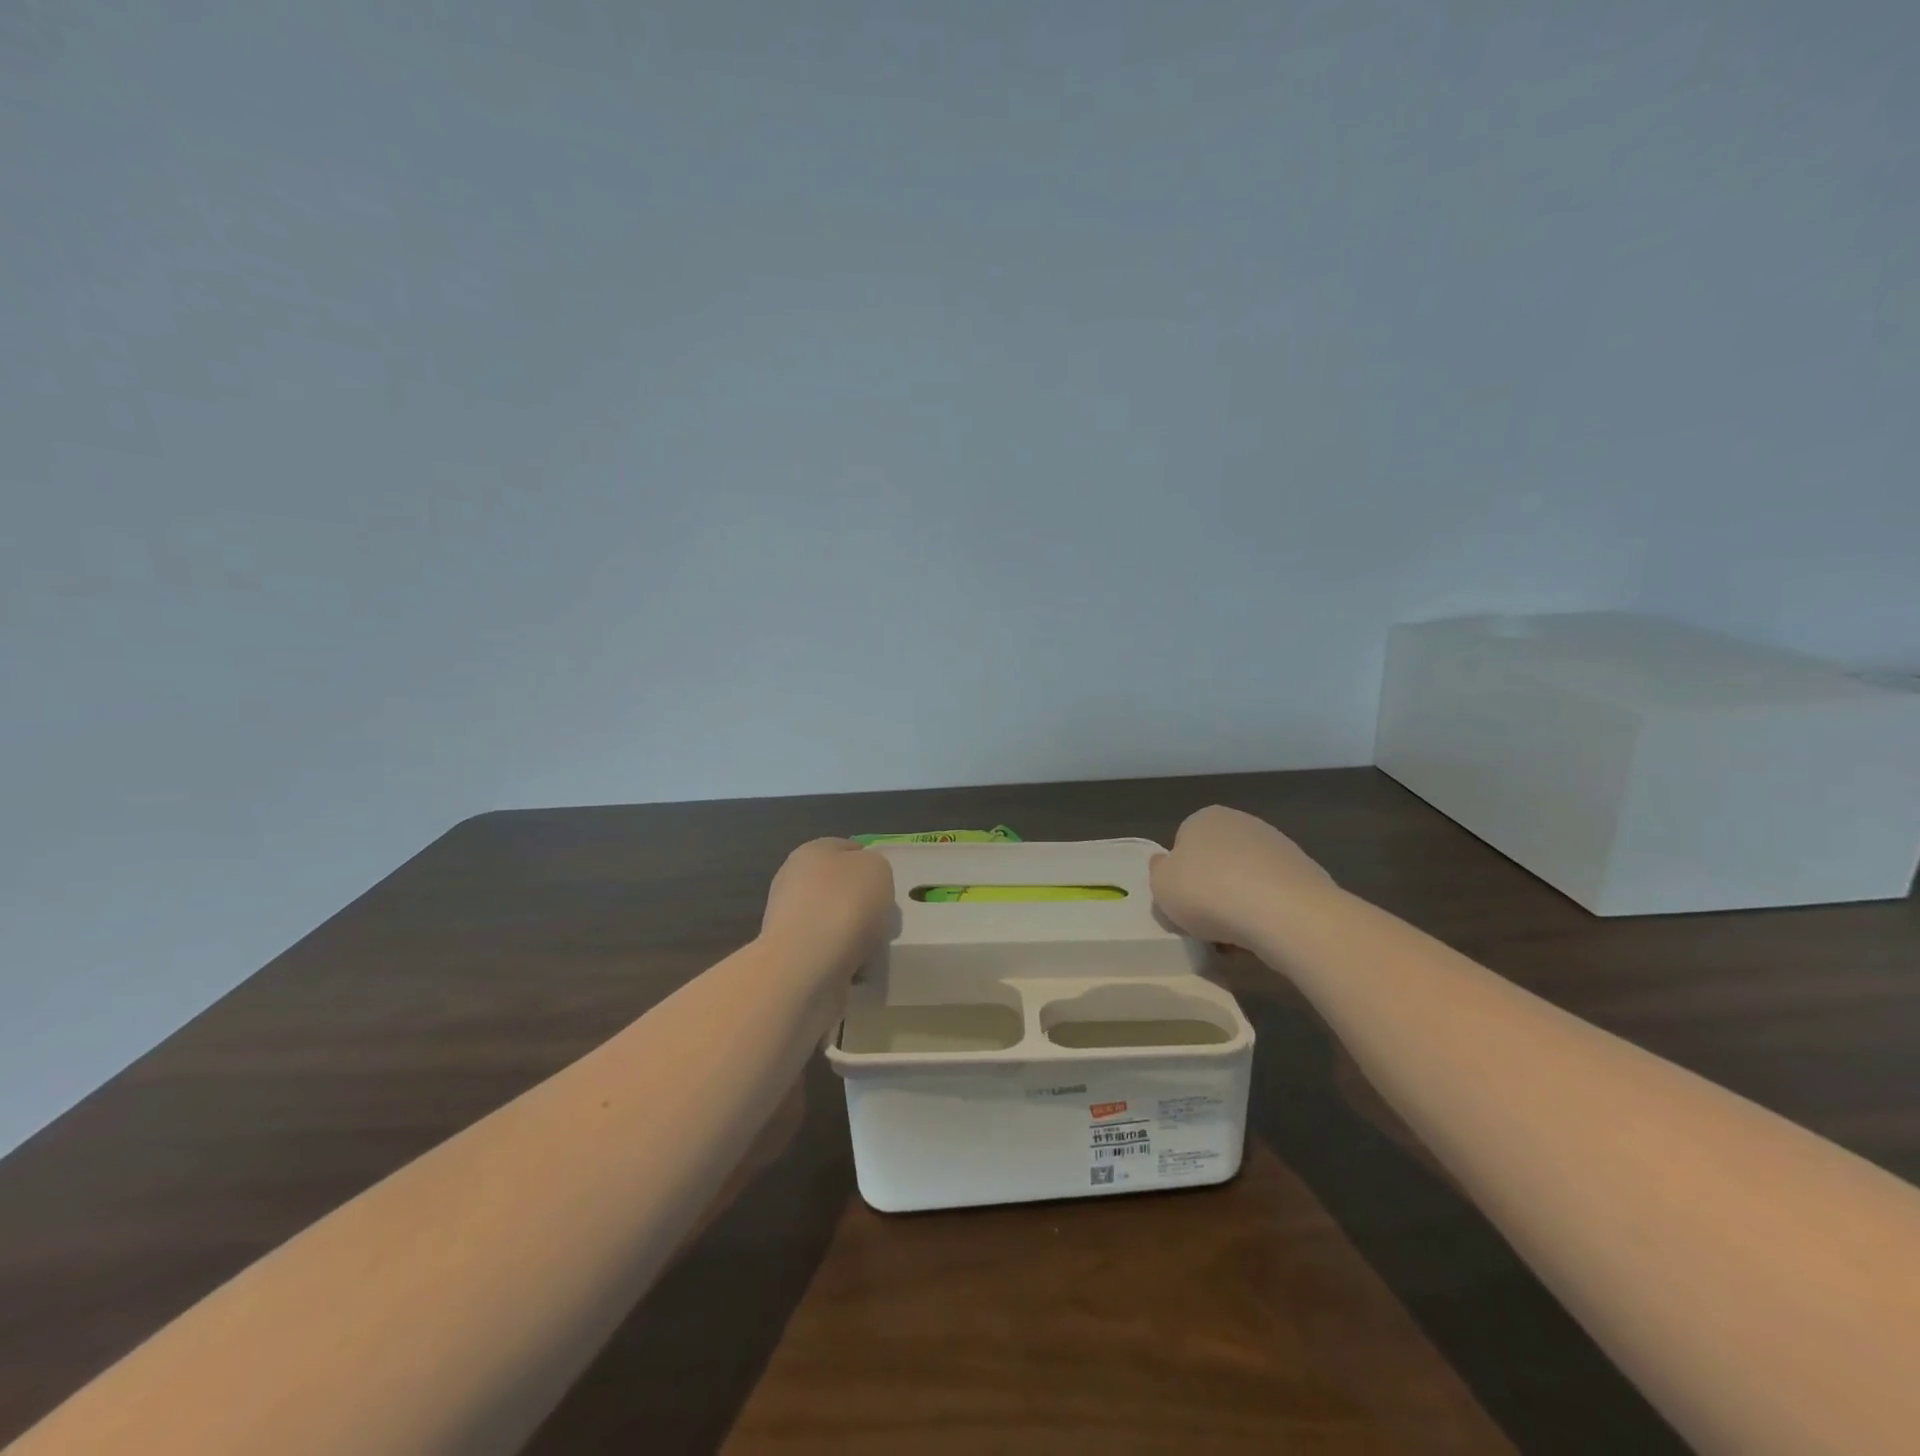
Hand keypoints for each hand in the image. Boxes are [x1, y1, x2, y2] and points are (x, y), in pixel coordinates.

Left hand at [760, 839, 895, 977]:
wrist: (807, 965)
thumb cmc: (845, 904)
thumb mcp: (877, 868)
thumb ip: (875, 867)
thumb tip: (865, 882)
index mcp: (811, 852)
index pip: (845, 848)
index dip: (870, 862)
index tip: (888, 885)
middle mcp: (794, 881)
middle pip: (838, 887)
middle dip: (862, 902)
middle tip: (885, 918)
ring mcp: (789, 921)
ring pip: (833, 921)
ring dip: (854, 933)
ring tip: (874, 947)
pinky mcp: (791, 957)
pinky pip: (828, 952)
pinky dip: (844, 959)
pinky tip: (859, 967)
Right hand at [1150, 805, 1335, 946]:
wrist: (1285, 913)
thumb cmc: (1209, 893)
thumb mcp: (1161, 886)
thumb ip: (1159, 872)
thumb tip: (1166, 863)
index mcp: (1204, 818)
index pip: (1183, 845)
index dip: (1180, 877)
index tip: (1182, 903)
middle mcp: (1242, 822)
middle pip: (1216, 861)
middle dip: (1211, 889)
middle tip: (1205, 923)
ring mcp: (1278, 845)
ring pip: (1245, 879)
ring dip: (1238, 903)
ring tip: (1235, 937)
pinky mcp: (1305, 872)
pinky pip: (1273, 895)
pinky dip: (1266, 912)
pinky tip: (1263, 935)